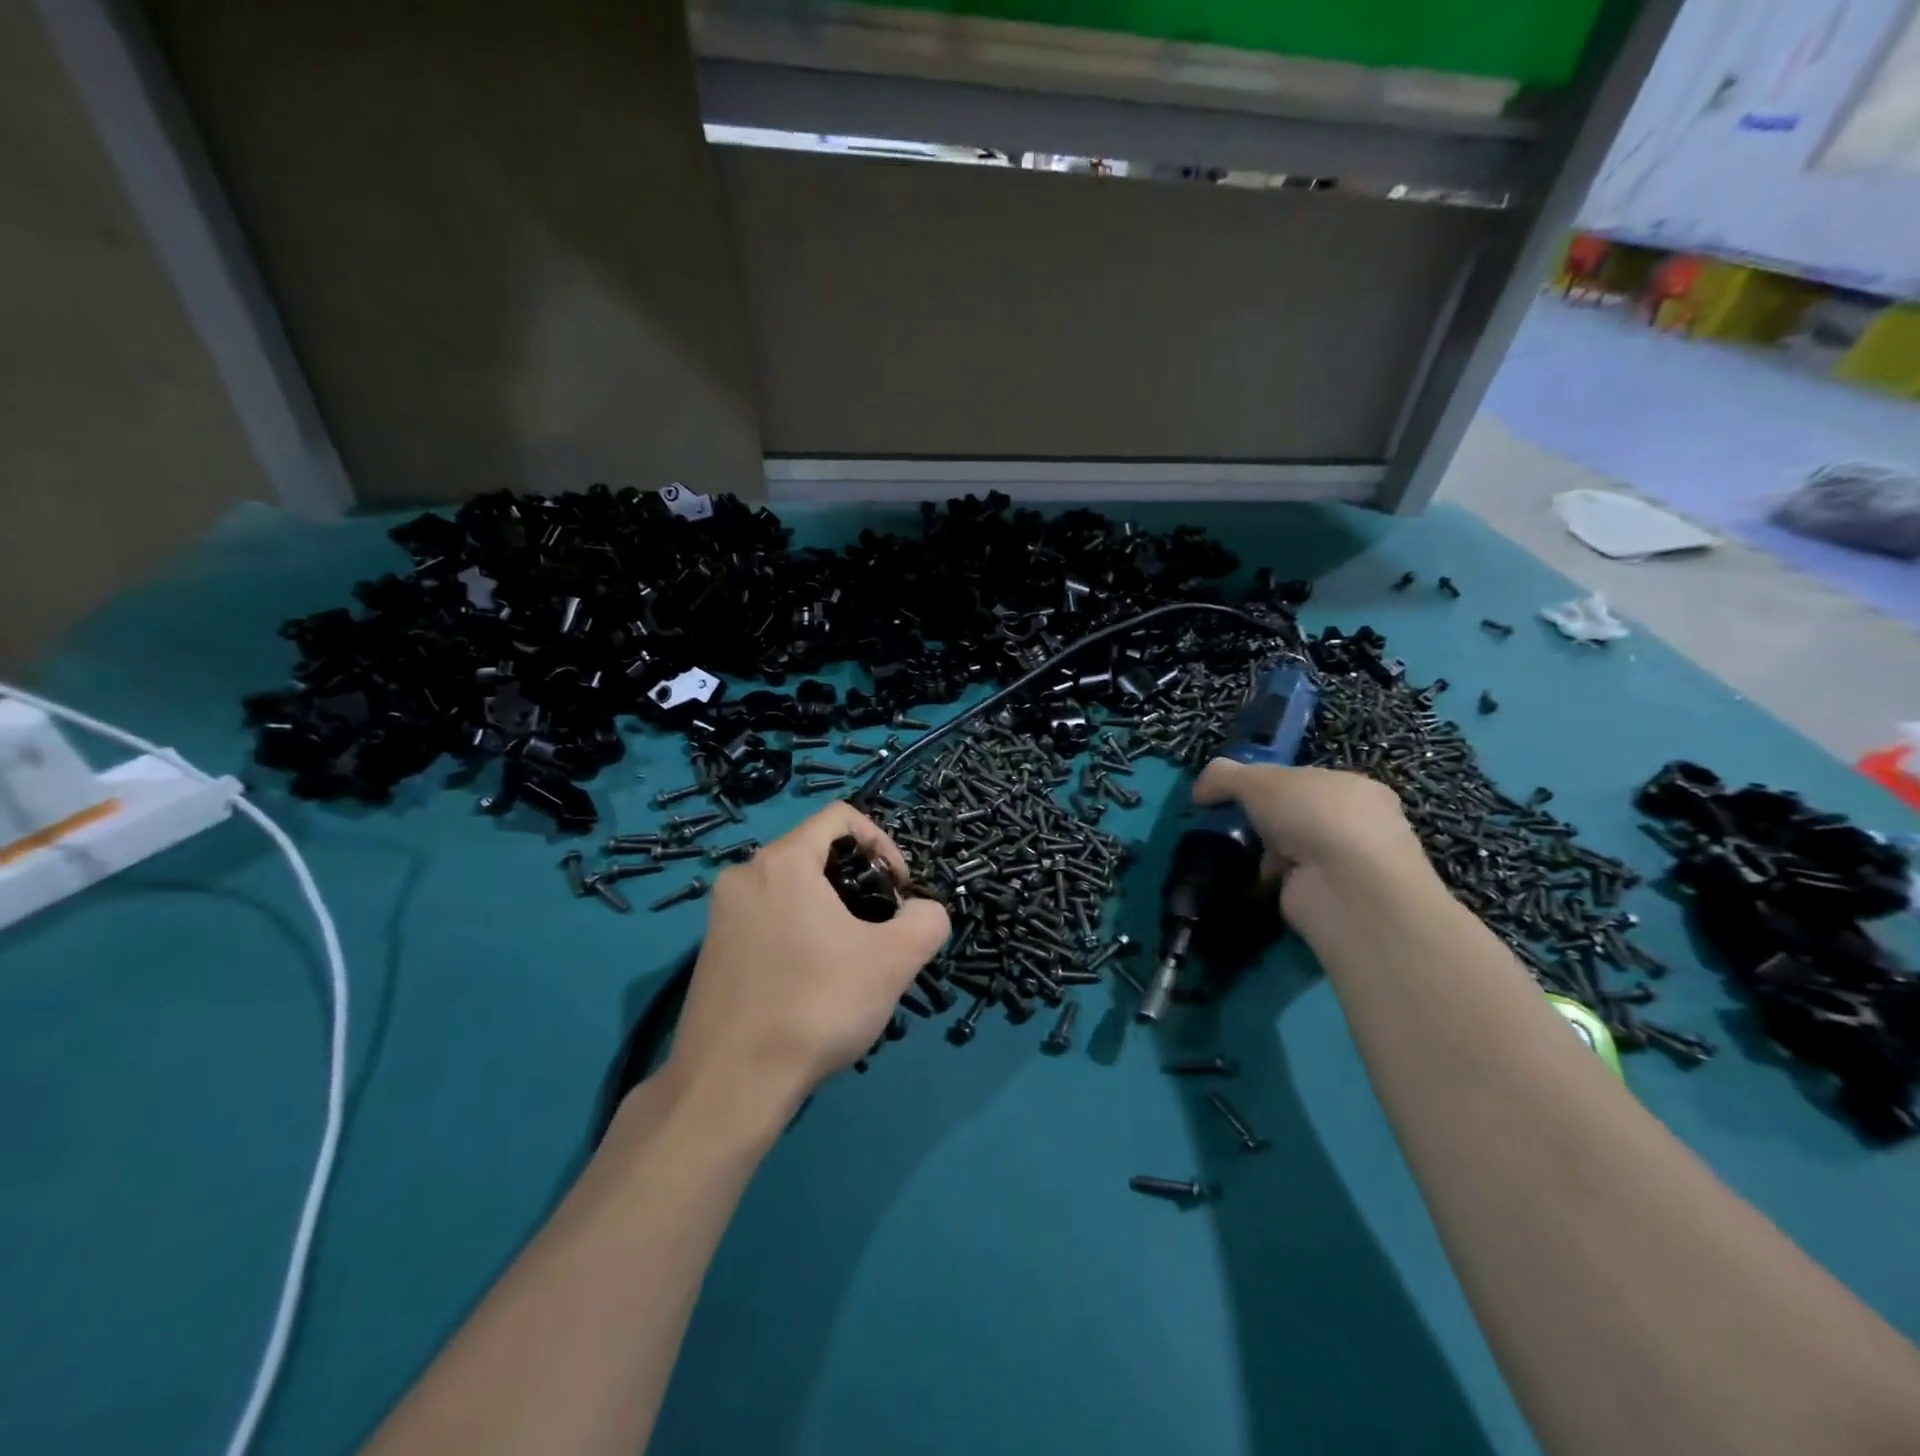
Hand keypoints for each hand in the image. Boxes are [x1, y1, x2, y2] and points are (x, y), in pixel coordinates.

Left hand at [661, 802, 949, 1131]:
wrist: (729, 1085)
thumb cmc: (815, 1006)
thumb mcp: (894, 960)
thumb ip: (926, 920)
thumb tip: (924, 912)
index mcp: (782, 862)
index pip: (840, 816)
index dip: (883, 843)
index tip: (899, 890)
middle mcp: (743, 875)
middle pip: (816, 853)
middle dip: (859, 883)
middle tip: (881, 929)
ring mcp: (720, 916)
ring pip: (792, 890)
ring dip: (831, 912)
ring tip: (851, 962)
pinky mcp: (711, 952)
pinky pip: (768, 921)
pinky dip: (800, 934)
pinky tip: (813, 986)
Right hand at [1190, 760, 1431, 917]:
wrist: (1346, 885)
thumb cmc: (1311, 815)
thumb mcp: (1258, 780)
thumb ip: (1224, 776)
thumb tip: (1199, 790)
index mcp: (1356, 788)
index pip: (1306, 782)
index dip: (1270, 785)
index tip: (1239, 795)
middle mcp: (1360, 825)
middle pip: (1298, 816)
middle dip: (1266, 822)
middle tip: (1231, 825)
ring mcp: (1348, 865)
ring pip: (1294, 851)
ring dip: (1265, 854)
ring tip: (1231, 854)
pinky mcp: (1333, 899)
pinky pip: (1291, 884)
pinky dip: (1268, 882)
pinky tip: (1247, 880)